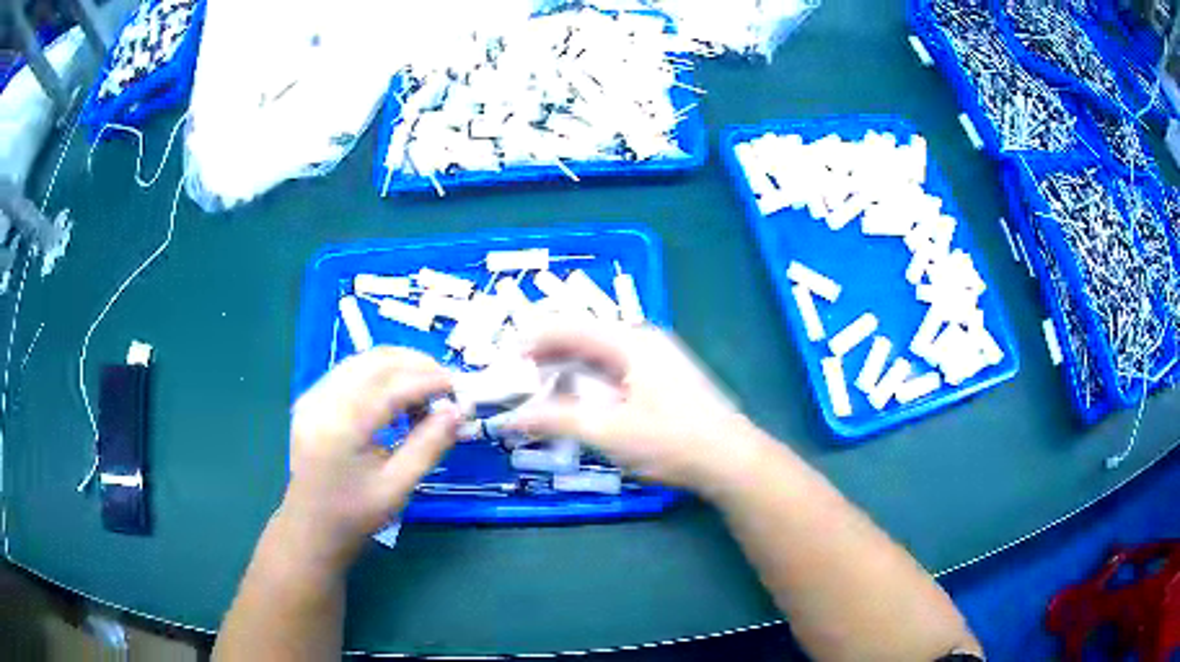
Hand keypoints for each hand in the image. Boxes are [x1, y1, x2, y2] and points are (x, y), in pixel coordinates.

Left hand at [281, 348, 456, 566]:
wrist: (310, 528)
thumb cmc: (355, 515)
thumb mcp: (397, 487)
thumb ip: (428, 446)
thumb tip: (458, 412)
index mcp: (341, 427)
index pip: (391, 386)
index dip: (429, 381)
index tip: (460, 389)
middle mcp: (322, 401)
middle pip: (375, 362)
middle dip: (416, 365)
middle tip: (447, 385)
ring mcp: (312, 397)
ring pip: (362, 360)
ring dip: (399, 366)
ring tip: (426, 390)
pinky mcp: (311, 399)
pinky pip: (350, 371)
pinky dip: (380, 374)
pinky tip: (397, 395)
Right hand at [504, 326, 769, 493]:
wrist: (731, 460)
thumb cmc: (672, 440)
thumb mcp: (609, 431)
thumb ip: (556, 420)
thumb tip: (510, 418)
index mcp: (630, 340)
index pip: (568, 327)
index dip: (531, 340)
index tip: (503, 362)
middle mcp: (642, 341)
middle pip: (582, 340)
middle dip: (546, 360)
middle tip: (516, 383)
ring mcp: (654, 361)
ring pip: (597, 359)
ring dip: (565, 375)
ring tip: (537, 397)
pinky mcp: (660, 382)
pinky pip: (612, 375)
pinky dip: (586, 387)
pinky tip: (574, 407)